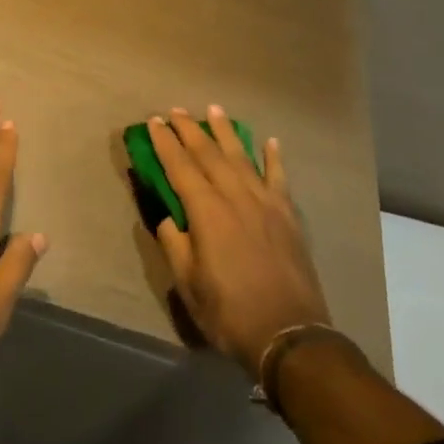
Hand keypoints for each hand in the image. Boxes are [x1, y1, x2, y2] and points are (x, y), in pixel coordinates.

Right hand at [149, 106, 330, 377]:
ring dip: (226, 132)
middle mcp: (235, 196)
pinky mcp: (288, 214)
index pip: (180, 167)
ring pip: (241, 157)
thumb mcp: (188, 284)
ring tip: (215, 110)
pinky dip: (273, 157)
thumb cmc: (230, 312)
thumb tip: (169, 217)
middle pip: (208, 154)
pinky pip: (278, 177)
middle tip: (176, 110)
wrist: (289, 334)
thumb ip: (175, 244)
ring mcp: (265, 202)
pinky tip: (270, 142)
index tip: (154, 122)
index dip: (165, 143)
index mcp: (206, 212)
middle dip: (190, 129)